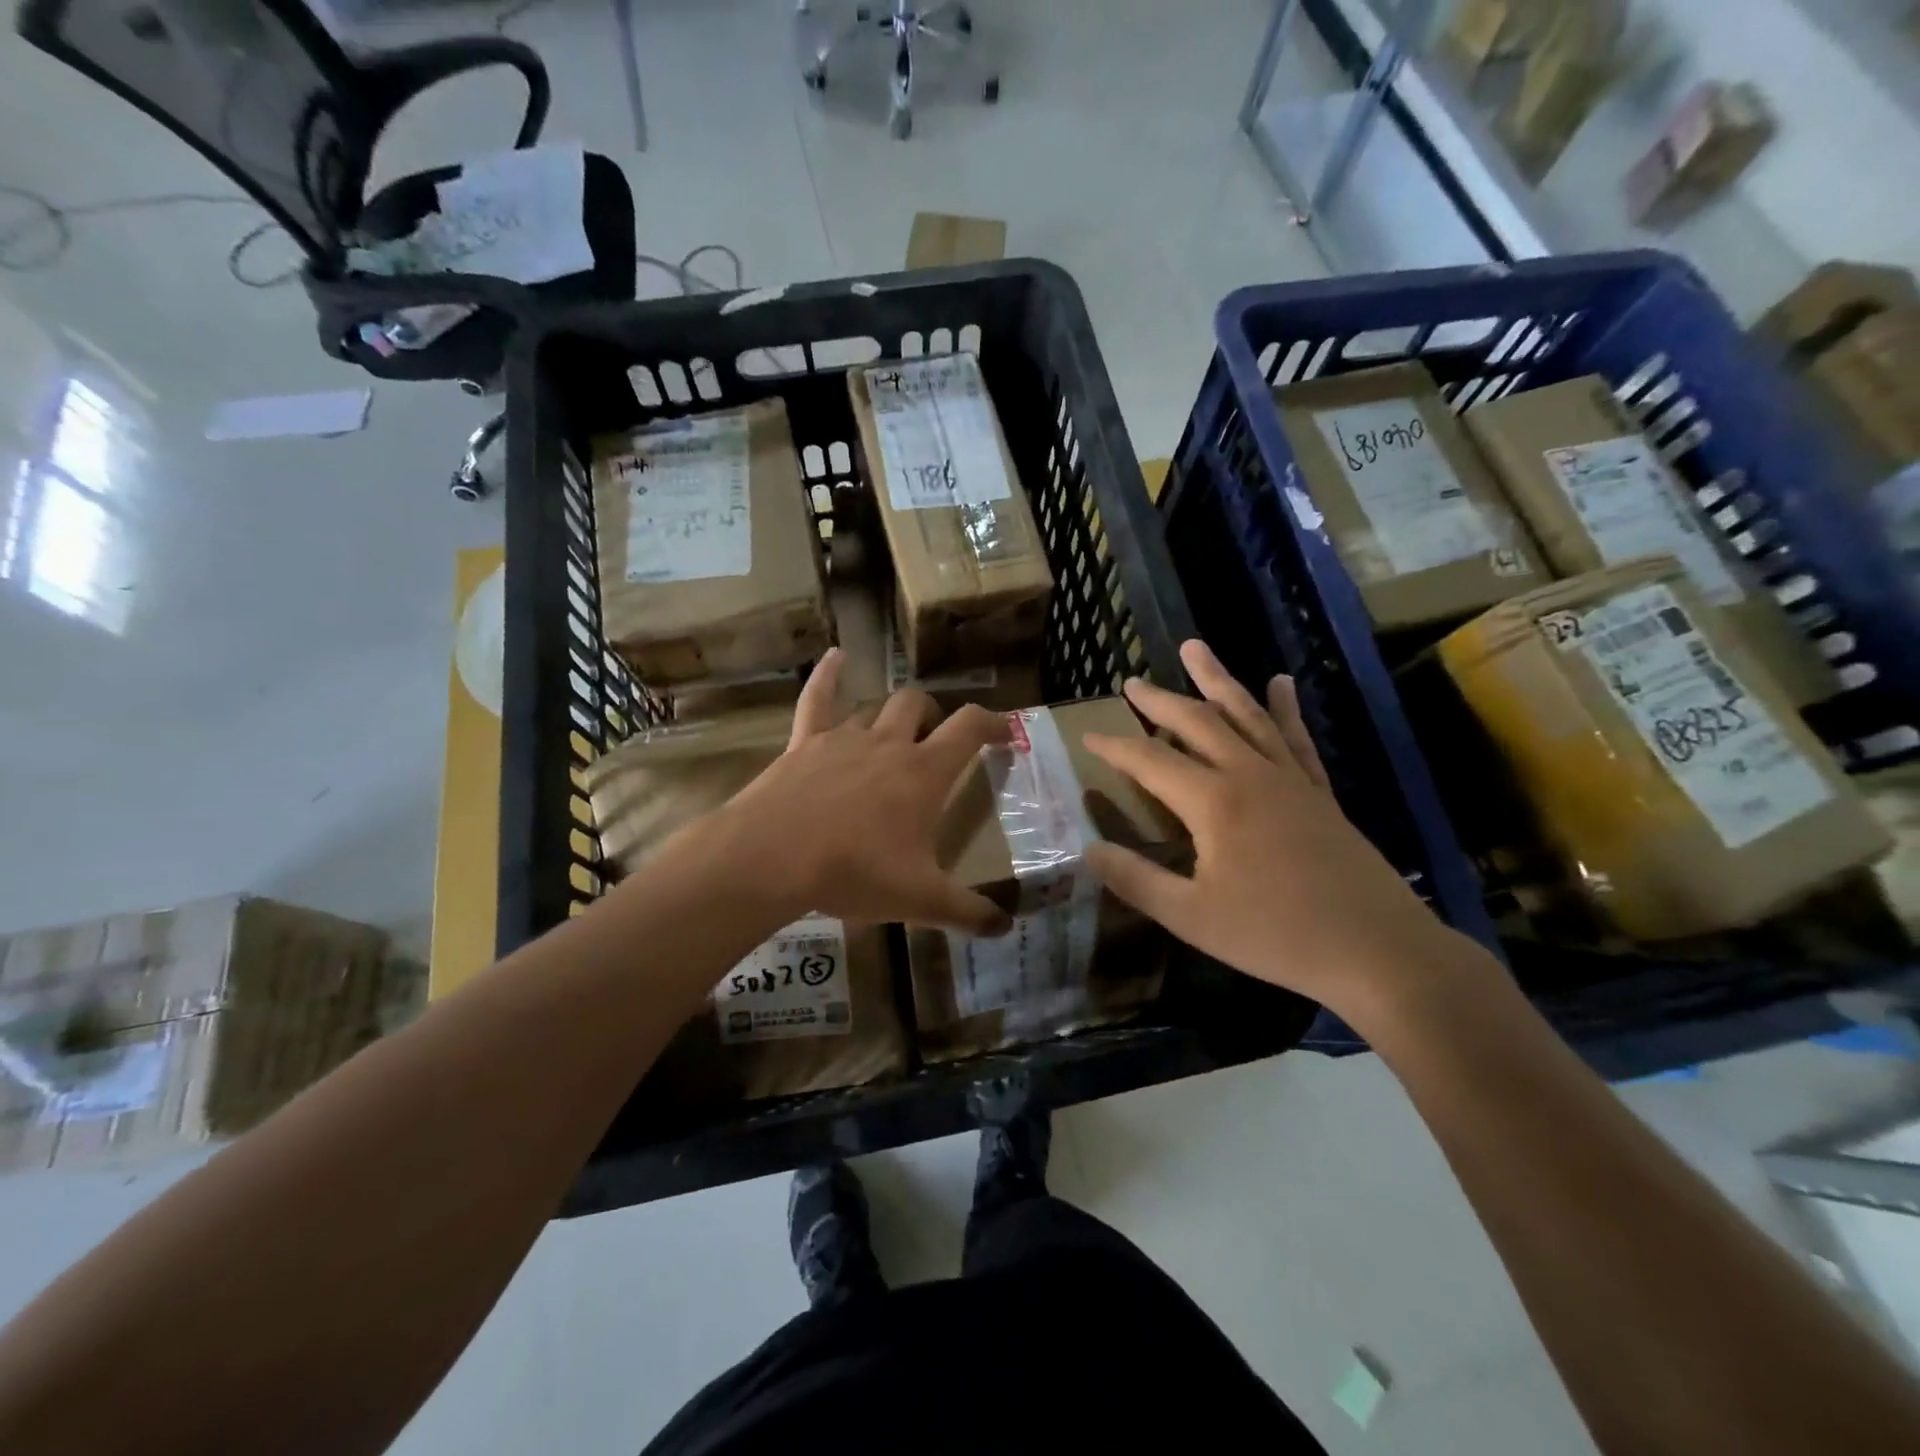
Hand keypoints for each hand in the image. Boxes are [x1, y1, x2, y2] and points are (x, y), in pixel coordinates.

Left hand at [694, 648, 1014, 935]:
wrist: (773, 858)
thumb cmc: (854, 872)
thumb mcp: (920, 900)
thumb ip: (968, 912)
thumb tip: (1006, 928)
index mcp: (924, 772)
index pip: (969, 727)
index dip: (992, 723)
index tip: (1004, 732)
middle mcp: (889, 744)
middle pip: (919, 706)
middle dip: (935, 716)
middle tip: (937, 740)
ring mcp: (844, 738)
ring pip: (876, 707)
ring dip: (890, 715)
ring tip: (895, 731)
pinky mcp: (805, 742)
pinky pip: (817, 698)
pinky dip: (828, 675)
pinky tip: (835, 656)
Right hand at [1082, 640, 1500, 1026]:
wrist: (1377, 950)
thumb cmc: (1276, 935)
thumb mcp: (1191, 917)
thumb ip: (1136, 880)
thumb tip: (1088, 850)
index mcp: (1213, 802)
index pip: (1150, 761)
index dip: (1114, 746)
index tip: (1087, 735)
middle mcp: (1249, 774)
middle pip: (1196, 722)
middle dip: (1159, 701)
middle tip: (1132, 682)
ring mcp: (1289, 778)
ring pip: (1246, 714)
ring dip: (1217, 679)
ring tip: (1195, 648)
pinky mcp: (1319, 792)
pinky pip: (1297, 738)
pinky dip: (1286, 707)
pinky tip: (1282, 682)